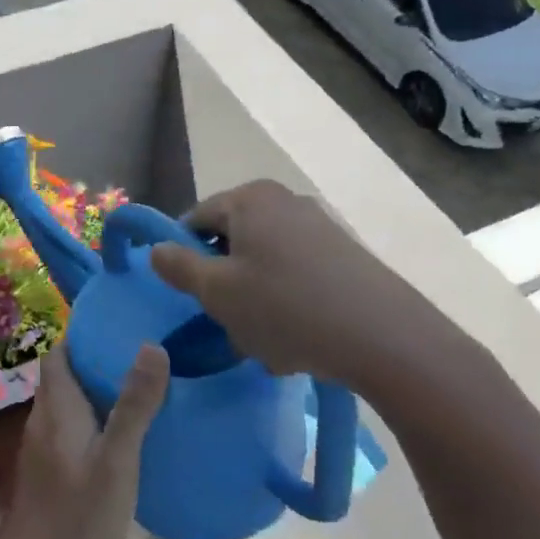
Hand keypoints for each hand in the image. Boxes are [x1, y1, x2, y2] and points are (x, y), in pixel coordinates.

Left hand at [0, 343, 167, 538]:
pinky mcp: (49, 475)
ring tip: (142, 388)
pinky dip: (95, 421)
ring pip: (69, 405)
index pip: (60, 353)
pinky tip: (125, 437)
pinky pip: (72, 430)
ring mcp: (43, 450)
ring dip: (98, 391)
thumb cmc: (77, 519)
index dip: (84, 334)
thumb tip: (152, 345)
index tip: (121, 323)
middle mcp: (44, 421)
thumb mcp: (117, 462)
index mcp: (57, 408)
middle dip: (98, 360)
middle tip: (144, 353)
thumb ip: (134, 406)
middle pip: (65, 376)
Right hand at [148, 180, 482, 394]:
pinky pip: (298, 275)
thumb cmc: (284, 307)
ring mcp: (320, 226)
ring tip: (266, 340)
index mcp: (250, 198)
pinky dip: (288, 302)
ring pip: (265, 263)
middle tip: (228, 320)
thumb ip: (179, 267)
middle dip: (225, 281)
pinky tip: (298, 338)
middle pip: (233, 239)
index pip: (196, 218)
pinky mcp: (346, 255)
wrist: (383, 336)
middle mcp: (285, 201)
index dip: (184, 255)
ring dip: (256, 298)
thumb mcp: (217, 292)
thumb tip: (156, 249)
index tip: (190, 294)